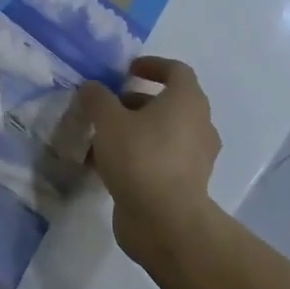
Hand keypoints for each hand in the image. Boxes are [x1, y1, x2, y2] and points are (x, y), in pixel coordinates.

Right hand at [77, 57, 220, 264]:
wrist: (166, 223)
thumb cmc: (141, 158)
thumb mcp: (108, 120)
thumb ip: (97, 98)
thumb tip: (91, 88)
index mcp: (187, 102)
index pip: (176, 71)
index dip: (152, 65)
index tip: (127, 70)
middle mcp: (198, 126)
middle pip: (167, 103)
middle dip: (134, 102)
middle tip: (106, 107)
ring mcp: (195, 158)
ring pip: (161, 133)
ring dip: (132, 130)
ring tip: (99, 138)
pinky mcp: (186, 185)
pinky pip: (159, 159)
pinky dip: (136, 156)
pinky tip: (105, 166)